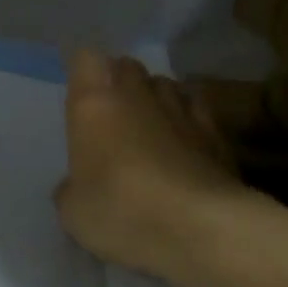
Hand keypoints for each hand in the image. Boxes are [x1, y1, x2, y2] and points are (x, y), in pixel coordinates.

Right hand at [54, 50, 244, 286]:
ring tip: (151, 129)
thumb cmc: (122, 210)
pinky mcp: (216, 132)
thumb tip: (74, 187)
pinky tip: (186, 147)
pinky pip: (196, 111)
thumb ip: (71, 190)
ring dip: (156, 100)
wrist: (200, 227)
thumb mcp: (74, 213)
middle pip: (127, 67)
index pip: (85, 59)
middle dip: (120, 83)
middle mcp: (138, 93)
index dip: (84, 74)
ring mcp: (181, 108)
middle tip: (113, 116)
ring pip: (165, 85)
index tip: (81, 96)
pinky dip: (189, 122)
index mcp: (95, 103)